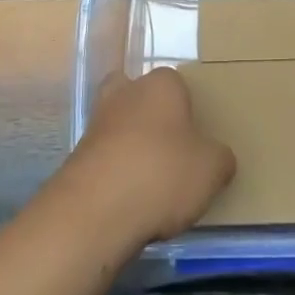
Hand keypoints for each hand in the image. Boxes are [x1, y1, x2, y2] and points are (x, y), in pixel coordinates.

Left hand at [58, 67, 235, 246]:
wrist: (95, 211)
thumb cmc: (162, 173)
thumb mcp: (212, 169)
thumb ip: (219, 157)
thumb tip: (216, 157)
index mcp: (161, 85)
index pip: (177, 83)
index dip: (187, 107)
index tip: (196, 135)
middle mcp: (124, 94)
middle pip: (138, 94)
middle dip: (149, 114)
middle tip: (168, 145)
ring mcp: (95, 124)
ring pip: (118, 125)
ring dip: (130, 145)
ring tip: (151, 180)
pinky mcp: (76, 157)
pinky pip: (103, 157)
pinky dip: (115, 172)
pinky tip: (129, 199)